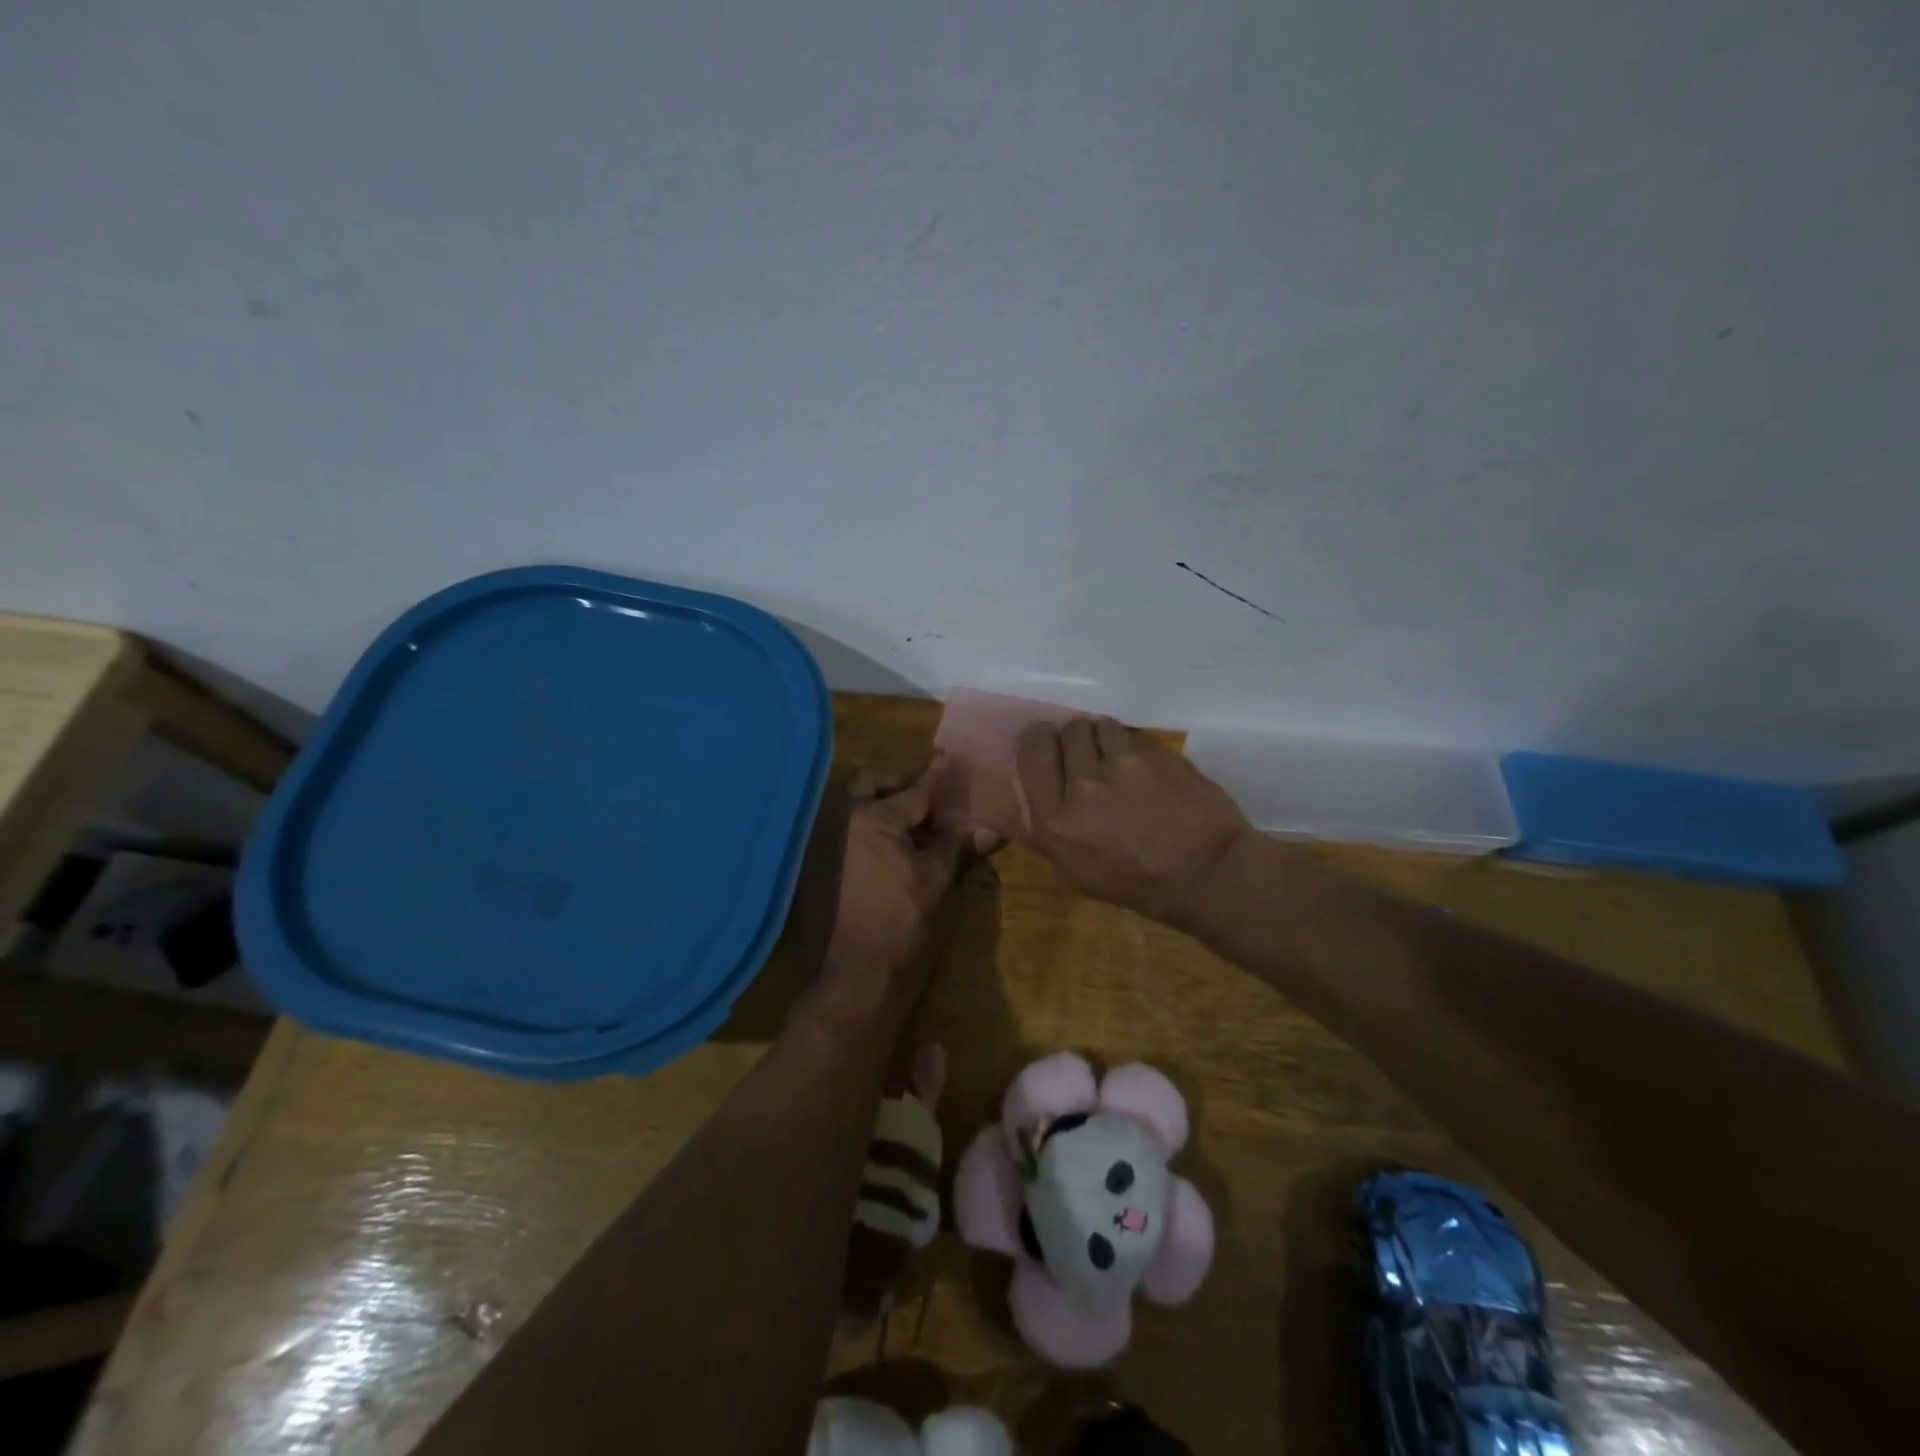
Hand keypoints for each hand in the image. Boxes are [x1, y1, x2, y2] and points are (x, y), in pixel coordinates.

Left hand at [820, 759, 976, 997]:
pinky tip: (885, 851)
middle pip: (867, 785)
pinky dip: (862, 831)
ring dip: (875, 805)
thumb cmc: (905, 923)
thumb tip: (989, 830)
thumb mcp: (938, 881)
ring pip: (848, 807)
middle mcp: (839, 822)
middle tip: (923, 797)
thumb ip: (957, 847)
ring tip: (908, 824)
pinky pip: (840, 834)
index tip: (946, 759)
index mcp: (872, 818)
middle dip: (895, 784)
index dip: (934, 777)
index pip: (913, 791)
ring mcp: (822, 846)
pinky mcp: (814, 870)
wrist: (859, 977)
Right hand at [1016, 718, 1250, 924]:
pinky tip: (1146, 769)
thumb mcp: (1075, 873)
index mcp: (1057, 819)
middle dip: (1074, 738)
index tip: (1047, 742)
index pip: (1033, 751)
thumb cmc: (1138, 884)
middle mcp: (1085, 784)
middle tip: (1086, 754)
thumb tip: (1037, 800)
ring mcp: (1125, 765)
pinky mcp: (1158, 754)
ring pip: (1102, 725)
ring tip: (1117, 757)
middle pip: (1068, 731)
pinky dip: (1135, 748)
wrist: (1207, 874)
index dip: (1039, 740)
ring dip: (1104, 738)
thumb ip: (1050, 831)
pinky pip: (1136, 738)